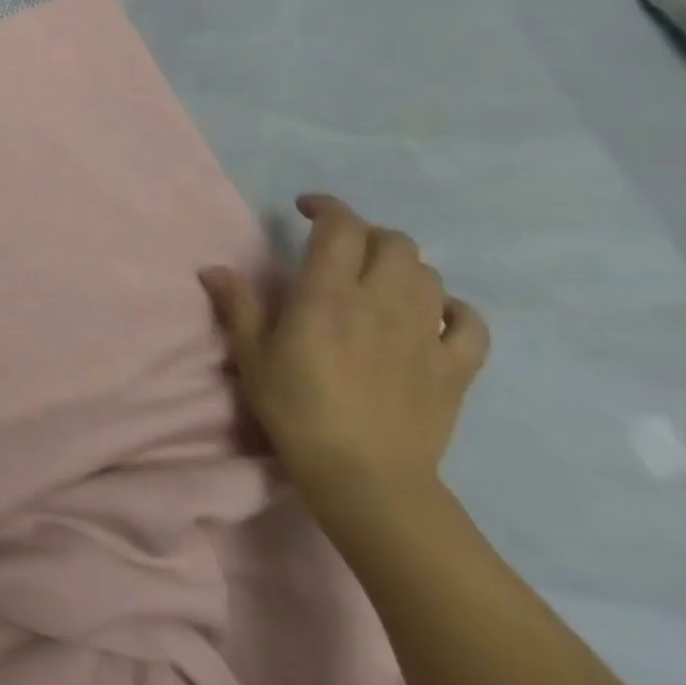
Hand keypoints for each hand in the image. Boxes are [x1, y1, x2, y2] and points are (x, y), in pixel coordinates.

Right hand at [200, 194, 490, 528]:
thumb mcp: (252, 355)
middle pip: (393, 243)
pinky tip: (434, 317)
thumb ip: (238, 305)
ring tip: (379, 281)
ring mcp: (426, 333)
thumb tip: (214, 268)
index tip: (306, 208)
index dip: (326, 207)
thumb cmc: (296, 410)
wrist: (365, 477)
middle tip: (341, 249)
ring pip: (429, 275)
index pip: (340, 227)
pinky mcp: (456, 367)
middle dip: (366, 234)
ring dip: (403, 267)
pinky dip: (454, 310)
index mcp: (328, 294)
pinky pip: (471, 324)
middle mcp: (381, 301)